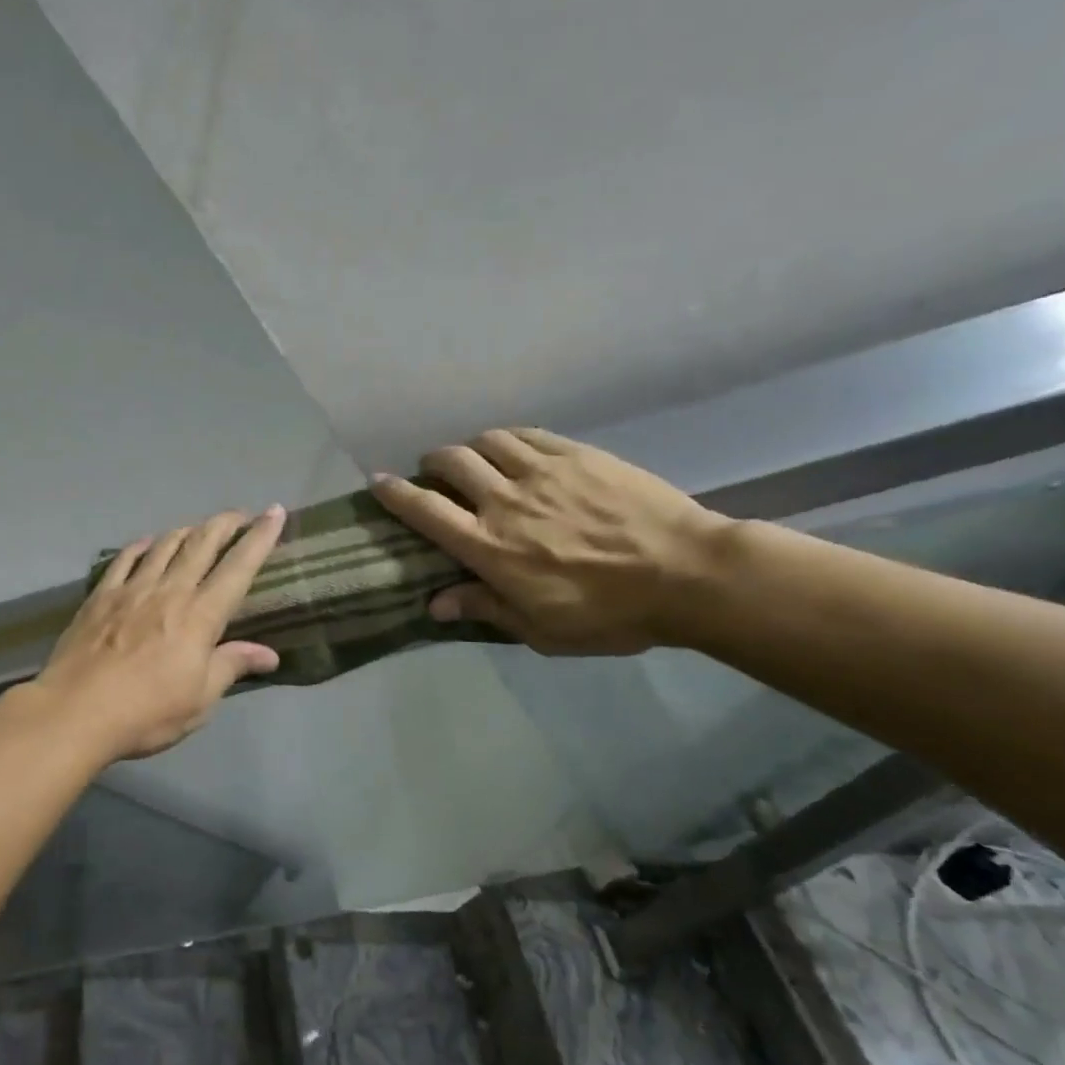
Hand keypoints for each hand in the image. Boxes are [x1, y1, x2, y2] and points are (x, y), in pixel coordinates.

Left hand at [31, 506, 286, 759]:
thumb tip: (270, 654)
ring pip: (165, 545)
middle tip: (240, 515)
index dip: (259, 538)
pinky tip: (147, 543)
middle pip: (201, 544)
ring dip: (186, 531)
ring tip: (198, 528)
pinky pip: (125, 559)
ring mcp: (131, 589)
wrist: (75, 711)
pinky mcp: (101, 595)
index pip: (238, 568)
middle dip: (225, 523)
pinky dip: (141, 546)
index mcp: (200, 616)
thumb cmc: (146, 713)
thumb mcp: (200, 700)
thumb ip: (231, 666)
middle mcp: (169, 591)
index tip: (274, 513)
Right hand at [371, 428, 730, 654]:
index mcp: (489, 545)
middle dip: (432, 462)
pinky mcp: (577, 455)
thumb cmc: (610, 613)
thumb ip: (484, 608)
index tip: (377, 482)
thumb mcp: (540, 629)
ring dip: (470, 447)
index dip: (395, 493)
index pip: (426, 510)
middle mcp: (504, 500)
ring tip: (476, 459)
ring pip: (488, 441)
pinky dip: (510, 439)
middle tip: (433, 472)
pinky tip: (515, 449)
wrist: (688, 573)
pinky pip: (529, 434)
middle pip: (451, 462)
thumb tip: (435, 604)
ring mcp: (542, 471)